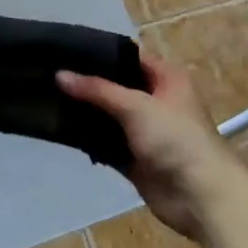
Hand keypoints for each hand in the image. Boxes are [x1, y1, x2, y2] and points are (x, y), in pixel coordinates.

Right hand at [58, 57, 241, 244]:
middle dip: (87, 84)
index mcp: (167, 79)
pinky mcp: (134, 158)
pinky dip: (88, 139)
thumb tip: (59, 74)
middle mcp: (156, 101)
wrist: (200, 197)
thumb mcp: (136, 105)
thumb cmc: (176, 139)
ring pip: (108, 116)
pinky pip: (105, 143)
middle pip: (116, 87)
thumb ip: (96, 90)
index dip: (100, 54)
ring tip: (47, 98)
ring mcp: (144, 131)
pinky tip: (60, 129)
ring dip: (85, 112)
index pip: (129, 57)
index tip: (66, 50)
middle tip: (49, 74)